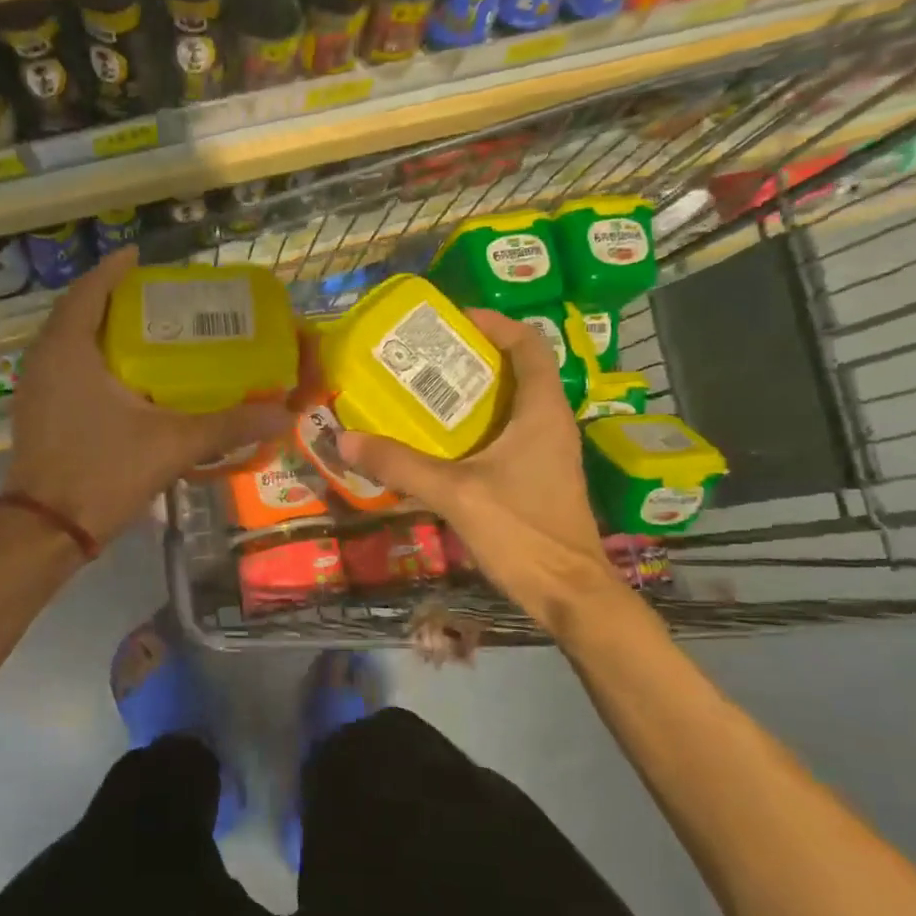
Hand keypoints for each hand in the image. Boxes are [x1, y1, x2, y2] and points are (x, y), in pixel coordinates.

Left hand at [5, 247, 291, 547]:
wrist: (46, 532)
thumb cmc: (103, 473)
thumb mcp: (172, 444)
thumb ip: (228, 425)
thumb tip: (283, 414)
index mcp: (69, 350)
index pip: (90, 290)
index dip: (115, 269)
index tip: (141, 257)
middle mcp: (44, 359)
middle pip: (79, 312)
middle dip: (114, 299)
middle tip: (156, 298)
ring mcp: (35, 388)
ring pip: (69, 342)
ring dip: (102, 329)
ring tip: (145, 330)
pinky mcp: (37, 412)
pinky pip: (65, 367)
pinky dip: (92, 358)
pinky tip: (125, 377)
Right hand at [337, 310, 618, 620]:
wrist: (570, 595)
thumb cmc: (523, 532)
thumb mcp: (456, 494)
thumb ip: (401, 465)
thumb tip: (345, 439)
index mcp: (542, 412)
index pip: (529, 345)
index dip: (496, 324)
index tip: (455, 320)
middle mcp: (550, 423)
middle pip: (518, 371)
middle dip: (473, 359)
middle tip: (426, 358)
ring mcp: (548, 452)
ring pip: (512, 405)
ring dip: (474, 395)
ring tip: (426, 394)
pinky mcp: (539, 478)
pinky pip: (508, 435)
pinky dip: (477, 428)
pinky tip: (441, 444)